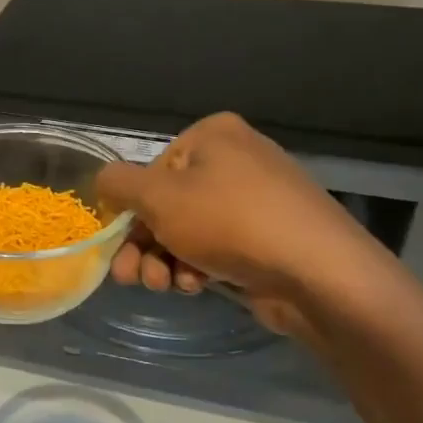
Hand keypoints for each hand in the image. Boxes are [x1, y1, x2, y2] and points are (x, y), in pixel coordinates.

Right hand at [95, 113, 389, 334]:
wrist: (318, 273)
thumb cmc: (230, 222)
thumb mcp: (158, 197)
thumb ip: (119, 184)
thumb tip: (104, 181)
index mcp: (213, 136)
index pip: (151, 170)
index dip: (132, 209)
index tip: (120, 243)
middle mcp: (236, 160)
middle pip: (167, 204)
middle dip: (143, 244)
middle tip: (130, 277)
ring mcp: (255, 200)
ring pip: (187, 230)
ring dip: (165, 260)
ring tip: (163, 285)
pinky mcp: (267, 237)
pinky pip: (216, 247)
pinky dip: (197, 267)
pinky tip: (196, 286)